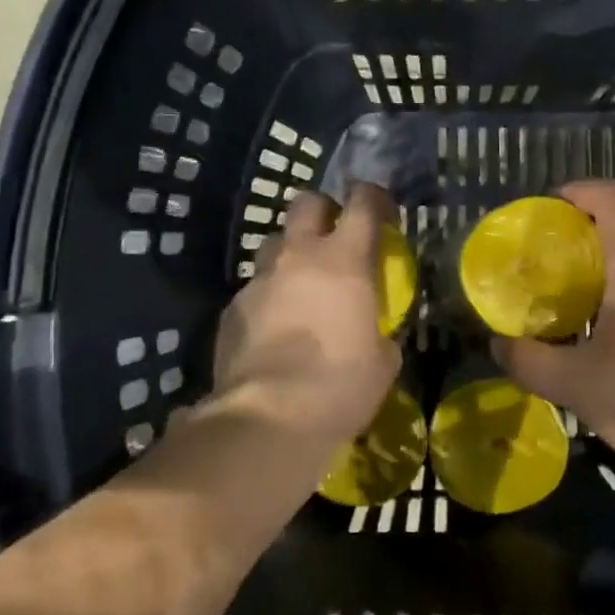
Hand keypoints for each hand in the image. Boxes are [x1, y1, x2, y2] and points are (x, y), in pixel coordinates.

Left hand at [212, 183, 400, 444]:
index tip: (381, 210)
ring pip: (274, 243)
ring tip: (299, 285)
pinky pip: (254, 288)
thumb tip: (372, 334)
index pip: (362, 202)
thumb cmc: (341, 385)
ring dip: (290, 254)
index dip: (373, 196)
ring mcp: (260, 279)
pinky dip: (267, 297)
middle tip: (332, 236)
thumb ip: (378, 331)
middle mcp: (299, 255)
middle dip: (321, 210)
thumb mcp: (382, 361)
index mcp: (345, 259)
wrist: (270, 417)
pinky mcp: (231, 307)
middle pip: (306, 202)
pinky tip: (272, 329)